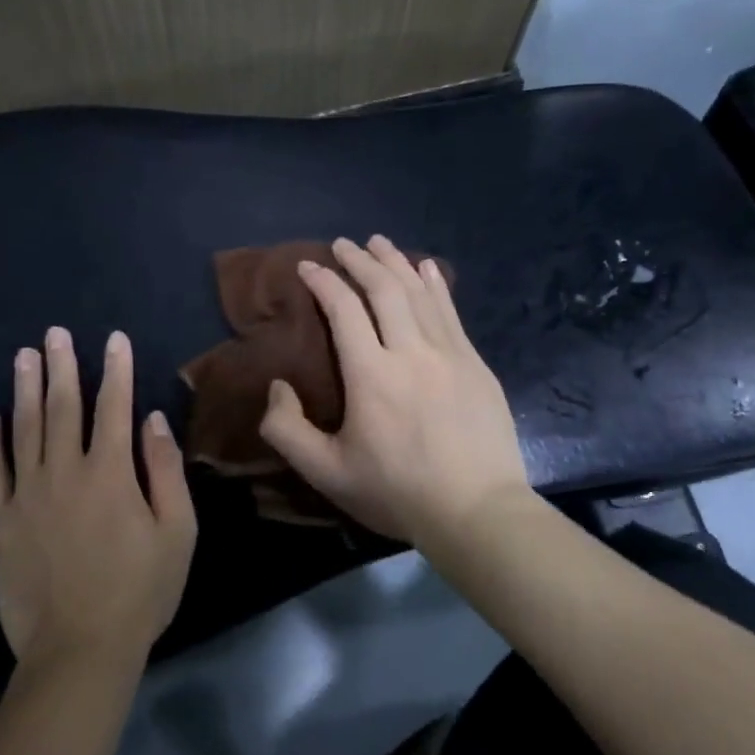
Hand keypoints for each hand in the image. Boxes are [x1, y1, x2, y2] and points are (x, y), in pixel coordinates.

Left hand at [0, 327, 196, 675]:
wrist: (79, 648)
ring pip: (25, 428)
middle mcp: (65, 472)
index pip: (114, 408)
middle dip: (63, 366)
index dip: (116, 370)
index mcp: (111, 474)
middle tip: (55, 333)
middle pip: (63, 407)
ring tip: (24, 356)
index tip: (114, 339)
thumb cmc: (139, 592)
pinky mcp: (0, 519)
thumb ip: (166, 472)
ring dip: (25, 388)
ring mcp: (27, 494)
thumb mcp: (177, 533)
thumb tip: (153, 421)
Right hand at [258, 236, 529, 550]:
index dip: (323, 282)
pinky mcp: (476, 364)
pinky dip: (435, 284)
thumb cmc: (397, 492)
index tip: (307, 266)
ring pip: (420, 293)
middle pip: (384, 289)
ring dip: (397, 262)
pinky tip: (427, 268)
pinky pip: (451, 311)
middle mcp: (411, 352)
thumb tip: (277, 387)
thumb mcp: (326, 473)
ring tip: (380, 243)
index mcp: (371, 375)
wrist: (477, 512)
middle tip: (343, 244)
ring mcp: (450, 354)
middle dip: (360, 261)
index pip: (343, 310)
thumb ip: (287, 431)